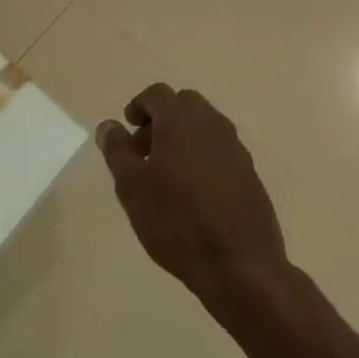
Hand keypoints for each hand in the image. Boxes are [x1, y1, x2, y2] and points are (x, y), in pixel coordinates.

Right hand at [96, 84, 289, 314]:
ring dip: (183, 137)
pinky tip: (193, 192)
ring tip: (166, 175)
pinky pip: (220, 150)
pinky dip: (203, 156)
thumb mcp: (132, 187)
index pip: (157, 94)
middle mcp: (211, 124)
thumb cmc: (176, 221)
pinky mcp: (250, 173)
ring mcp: (235, 148)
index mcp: (181, 121)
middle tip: (145, 151)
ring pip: (205, 126)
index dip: (139, 105)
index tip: (128, 127)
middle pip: (184, 105)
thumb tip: (109, 125)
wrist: (239, 263)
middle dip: (162, 119)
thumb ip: (117, 150)